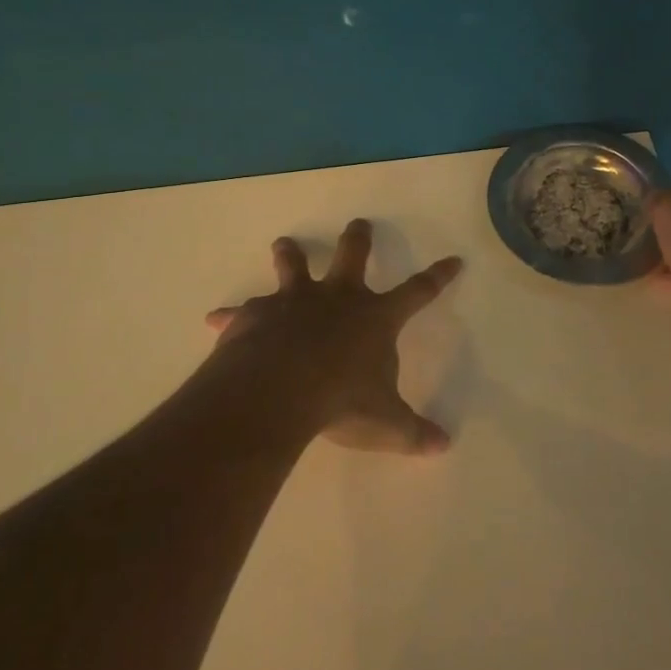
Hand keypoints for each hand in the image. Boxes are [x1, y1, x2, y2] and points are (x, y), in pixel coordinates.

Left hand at [204, 220, 462, 454]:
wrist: (278, 391)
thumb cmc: (341, 401)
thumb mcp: (384, 423)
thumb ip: (413, 432)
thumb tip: (443, 446)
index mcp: (375, 318)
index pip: (418, 292)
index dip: (438, 276)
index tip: (454, 260)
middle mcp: (337, 299)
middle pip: (352, 256)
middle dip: (358, 239)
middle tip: (359, 223)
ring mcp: (295, 302)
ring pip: (294, 266)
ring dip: (291, 254)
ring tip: (285, 243)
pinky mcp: (256, 314)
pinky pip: (243, 310)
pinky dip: (232, 315)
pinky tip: (216, 319)